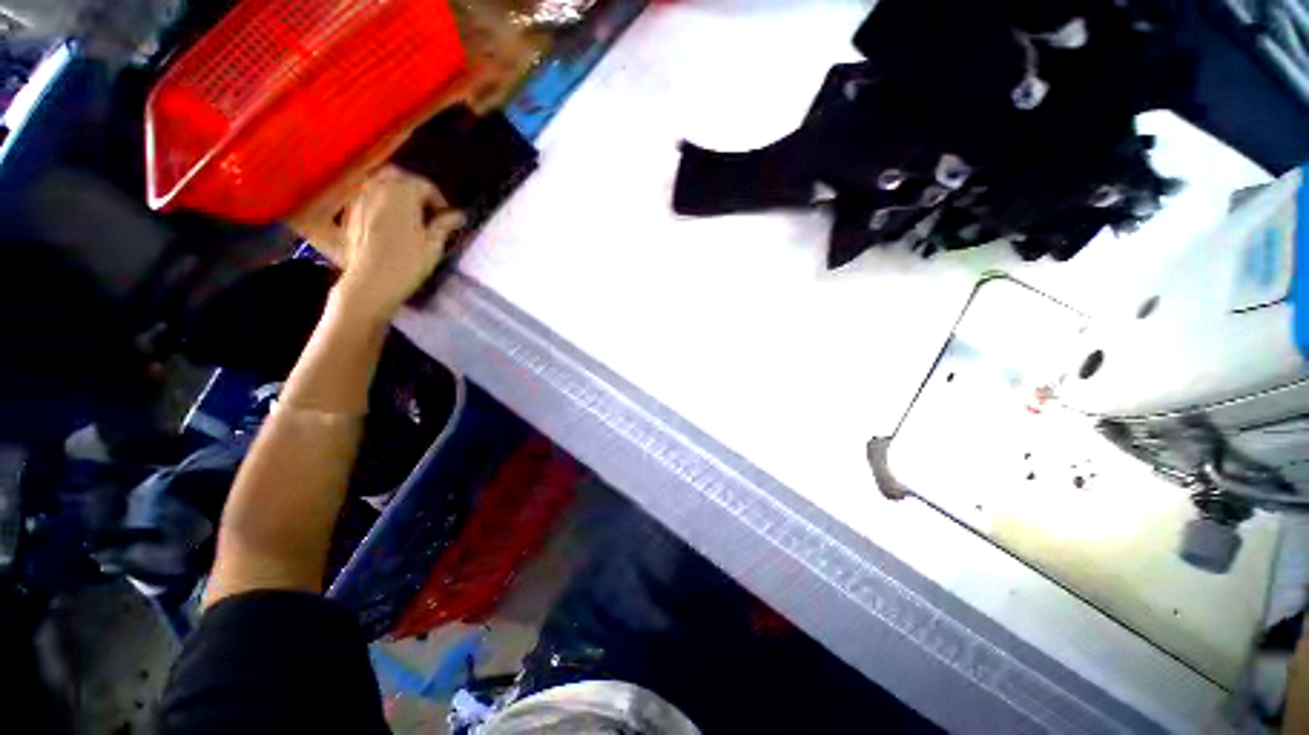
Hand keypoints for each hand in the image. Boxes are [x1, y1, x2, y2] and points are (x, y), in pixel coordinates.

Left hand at [322, 165, 463, 318]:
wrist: (371, 282)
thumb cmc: (408, 264)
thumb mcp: (434, 245)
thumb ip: (444, 225)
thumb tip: (458, 215)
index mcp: (403, 194)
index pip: (424, 185)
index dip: (439, 200)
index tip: (447, 218)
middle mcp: (379, 189)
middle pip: (398, 176)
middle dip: (414, 188)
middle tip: (427, 209)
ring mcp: (360, 199)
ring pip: (378, 182)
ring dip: (395, 191)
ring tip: (407, 212)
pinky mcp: (349, 213)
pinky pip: (365, 194)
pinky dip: (378, 199)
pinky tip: (387, 218)